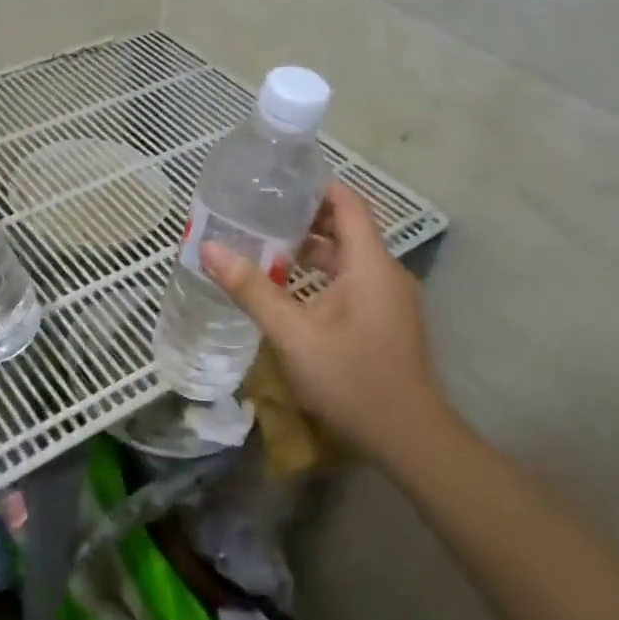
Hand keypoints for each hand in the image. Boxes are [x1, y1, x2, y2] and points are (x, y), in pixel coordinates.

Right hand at [200, 181, 454, 474]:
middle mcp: (385, 271)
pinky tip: (289, 286)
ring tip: (264, 244)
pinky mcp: (385, 317)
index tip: (276, 180)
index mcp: (370, 264)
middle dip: (304, 216)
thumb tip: (209, 248)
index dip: (316, 185)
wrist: (410, 438)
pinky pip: (352, 278)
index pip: (348, 202)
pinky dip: (321, 272)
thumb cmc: (352, 379)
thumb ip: (252, 289)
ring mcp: (389, 297)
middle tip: (258, 212)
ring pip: (348, 255)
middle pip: (346, 226)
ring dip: (310, 247)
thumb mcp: (293, 334)